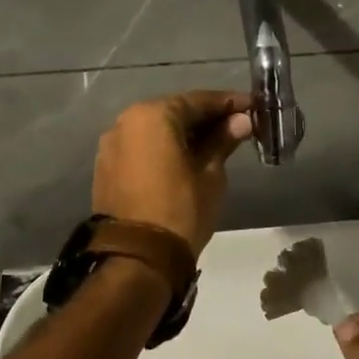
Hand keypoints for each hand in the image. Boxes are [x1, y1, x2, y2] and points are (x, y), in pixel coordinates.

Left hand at [92, 91, 253, 254]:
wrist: (136, 258)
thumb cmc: (181, 210)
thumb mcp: (210, 174)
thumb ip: (223, 140)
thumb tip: (241, 120)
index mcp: (153, 116)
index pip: (199, 101)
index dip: (229, 103)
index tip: (252, 105)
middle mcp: (126, 121)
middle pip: (175, 112)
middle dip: (206, 118)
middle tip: (237, 124)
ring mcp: (112, 144)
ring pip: (156, 130)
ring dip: (184, 134)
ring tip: (215, 144)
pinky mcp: (106, 167)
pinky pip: (142, 148)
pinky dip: (164, 149)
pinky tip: (186, 159)